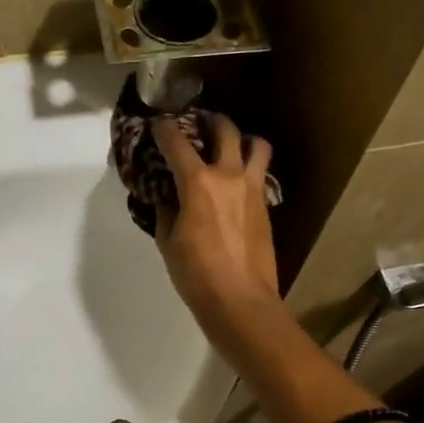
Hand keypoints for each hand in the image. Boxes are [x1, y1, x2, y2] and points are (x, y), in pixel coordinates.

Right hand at [152, 114, 282, 338]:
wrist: (241, 301)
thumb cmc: (196, 274)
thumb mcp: (169, 242)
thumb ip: (167, 212)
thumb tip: (169, 199)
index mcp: (198, 183)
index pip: (177, 143)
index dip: (164, 129)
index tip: (157, 125)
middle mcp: (229, 176)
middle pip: (225, 131)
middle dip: (210, 121)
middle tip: (200, 122)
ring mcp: (253, 189)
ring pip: (257, 146)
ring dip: (243, 139)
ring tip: (231, 145)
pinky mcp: (266, 206)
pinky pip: (261, 173)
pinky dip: (250, 168)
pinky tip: (237, 181)